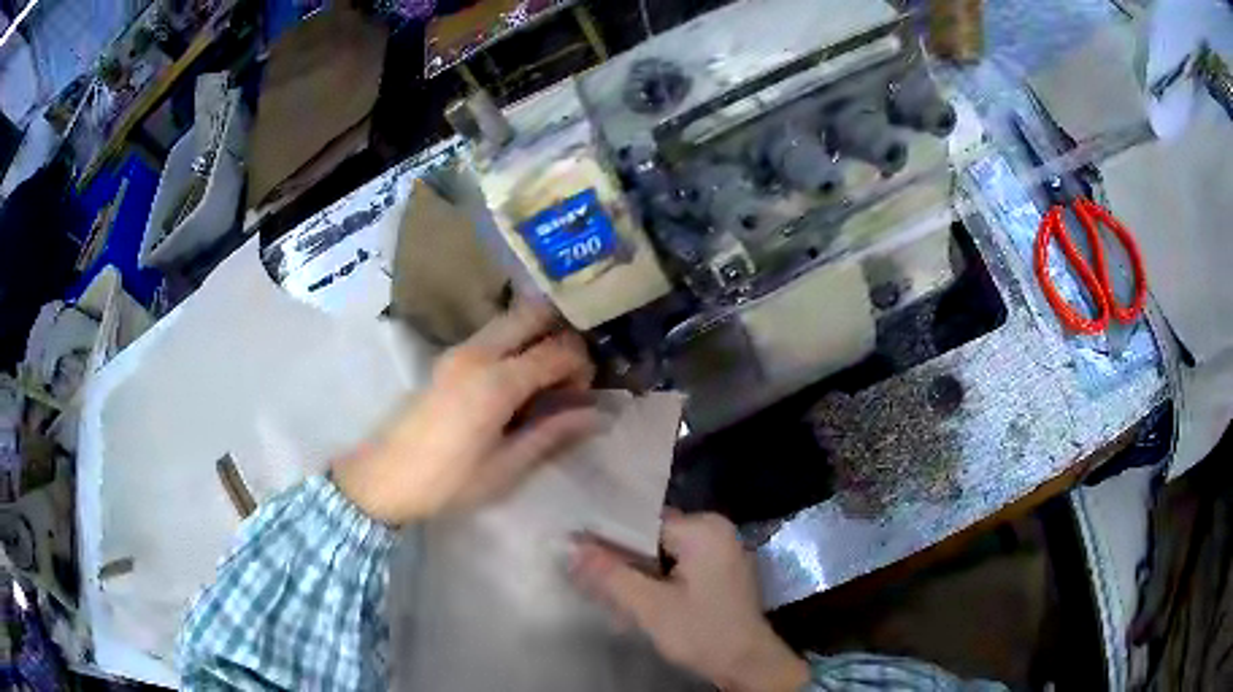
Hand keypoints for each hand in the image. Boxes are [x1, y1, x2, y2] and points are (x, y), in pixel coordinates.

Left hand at [334, 300, 598, 525]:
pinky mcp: (447, 358)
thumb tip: (597, 414)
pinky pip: (493, 335)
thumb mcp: (506, 467)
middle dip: (562, 334)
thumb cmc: (447, 482)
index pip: (558, 350)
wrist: (383, 478)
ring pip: (511, 320)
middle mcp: (478, 353)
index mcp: (496, 382)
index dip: (582, 366)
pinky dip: (516, 343)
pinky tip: (517, 382)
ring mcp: (459, 351)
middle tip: (569, 375)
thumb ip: (552, 433)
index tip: (583, 395)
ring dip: (537, 336)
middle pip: (533, 313)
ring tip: (546, 380)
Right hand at [571, 513, 809, 691]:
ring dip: (636, 571)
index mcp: (704, 528)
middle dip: (621, 557)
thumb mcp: (650, 606)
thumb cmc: (702, 632)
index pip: (642, 522)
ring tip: (603, 586)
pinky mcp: (720, 571)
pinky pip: (678, 564)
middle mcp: (716, 531)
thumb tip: (571, 547)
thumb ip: (610, 574)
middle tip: (585, 571)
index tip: (575, 549)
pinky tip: (636, 596)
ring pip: (663, 553)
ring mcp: (721, 551)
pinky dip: (656, 578)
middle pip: (652, 537)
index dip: (607, 537)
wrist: (747, 664)